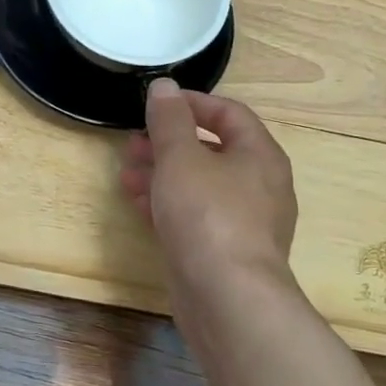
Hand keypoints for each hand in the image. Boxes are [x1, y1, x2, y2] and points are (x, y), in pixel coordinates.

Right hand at [120, 79, 298, 298]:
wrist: (228, 299)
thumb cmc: (208, 216)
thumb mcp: (181, 158)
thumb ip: (169, 120)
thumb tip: (164, 87)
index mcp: (259, 155)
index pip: (229, 113)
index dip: (192, 103)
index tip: (155, 104)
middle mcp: (259, 185)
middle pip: (211, 150)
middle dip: (168, 143)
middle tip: (132, 144)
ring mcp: (244, 222)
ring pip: (200, 185)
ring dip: (162, 175)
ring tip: (127, 175)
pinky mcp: (225, 251)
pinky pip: (196, 216)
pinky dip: (169, 205)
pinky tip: (139, 206)